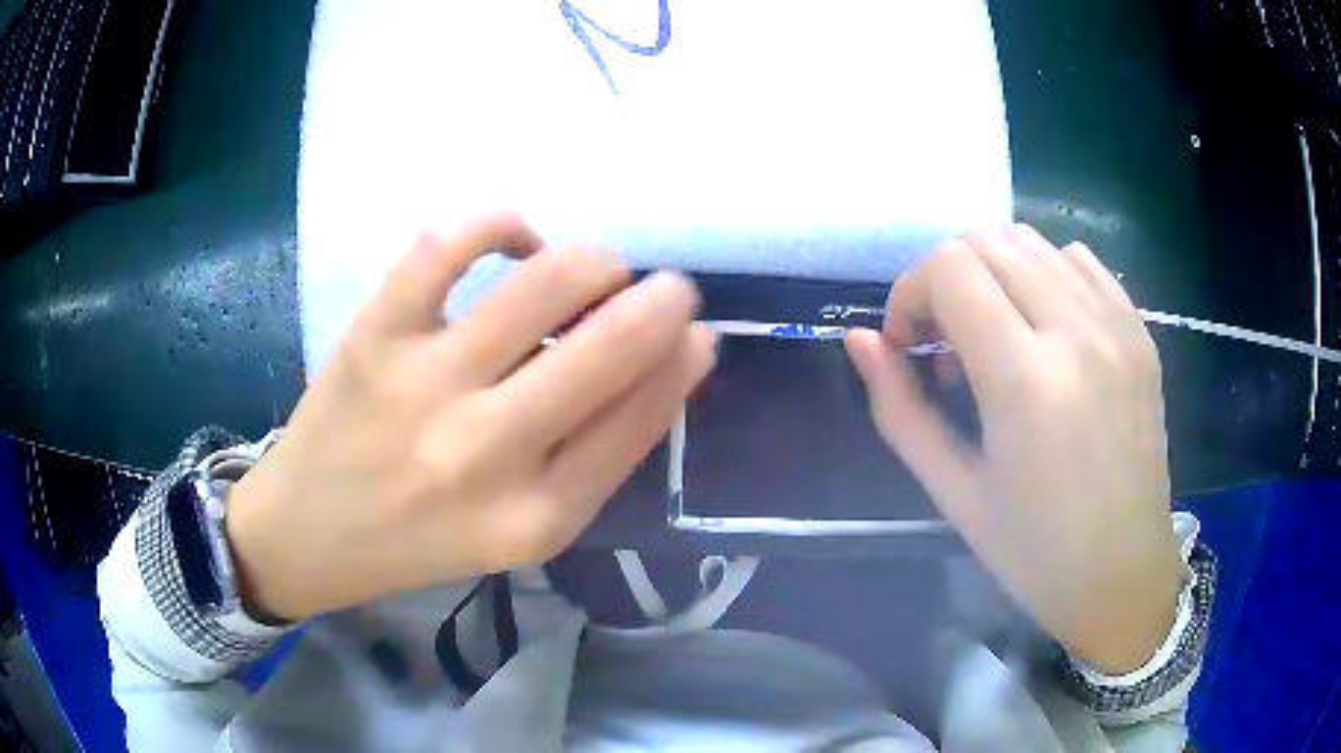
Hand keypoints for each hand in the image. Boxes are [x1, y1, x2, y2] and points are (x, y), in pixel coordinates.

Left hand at [226, 214, 715, 620]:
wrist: (309, 534)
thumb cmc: (419, 540)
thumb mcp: (519, 532)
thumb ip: (588, 461)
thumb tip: (658, 367)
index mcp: (534, 518)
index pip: (638, 421)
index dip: (681, 365)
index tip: (699, 332)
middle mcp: (485, 453)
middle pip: (606, 349)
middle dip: (660, 302)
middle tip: (671, 286)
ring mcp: (423, 386)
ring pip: (543, 284)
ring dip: (594, 262)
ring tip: (597, 268)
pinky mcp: (374, 337)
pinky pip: (447, 247)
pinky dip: (498, 225)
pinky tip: (515, 240)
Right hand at [845, 225, 1181, 673]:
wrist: (1125, 576)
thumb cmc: (1034, 554)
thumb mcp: (954, 493)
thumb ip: (900, 409)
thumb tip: (860, 341)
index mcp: (1027, 380)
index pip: (950, 268)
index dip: (910, 293)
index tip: (908, 346)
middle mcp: (1077, 332)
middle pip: (988, 239)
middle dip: (945, 278)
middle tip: (944, 344)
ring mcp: (1117, 325)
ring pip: (1032, 241)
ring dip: (993, 272)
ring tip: (993, 337)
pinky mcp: (1140, 330)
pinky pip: (1077, 261)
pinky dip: (1042, 275)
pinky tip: (1041, 330)